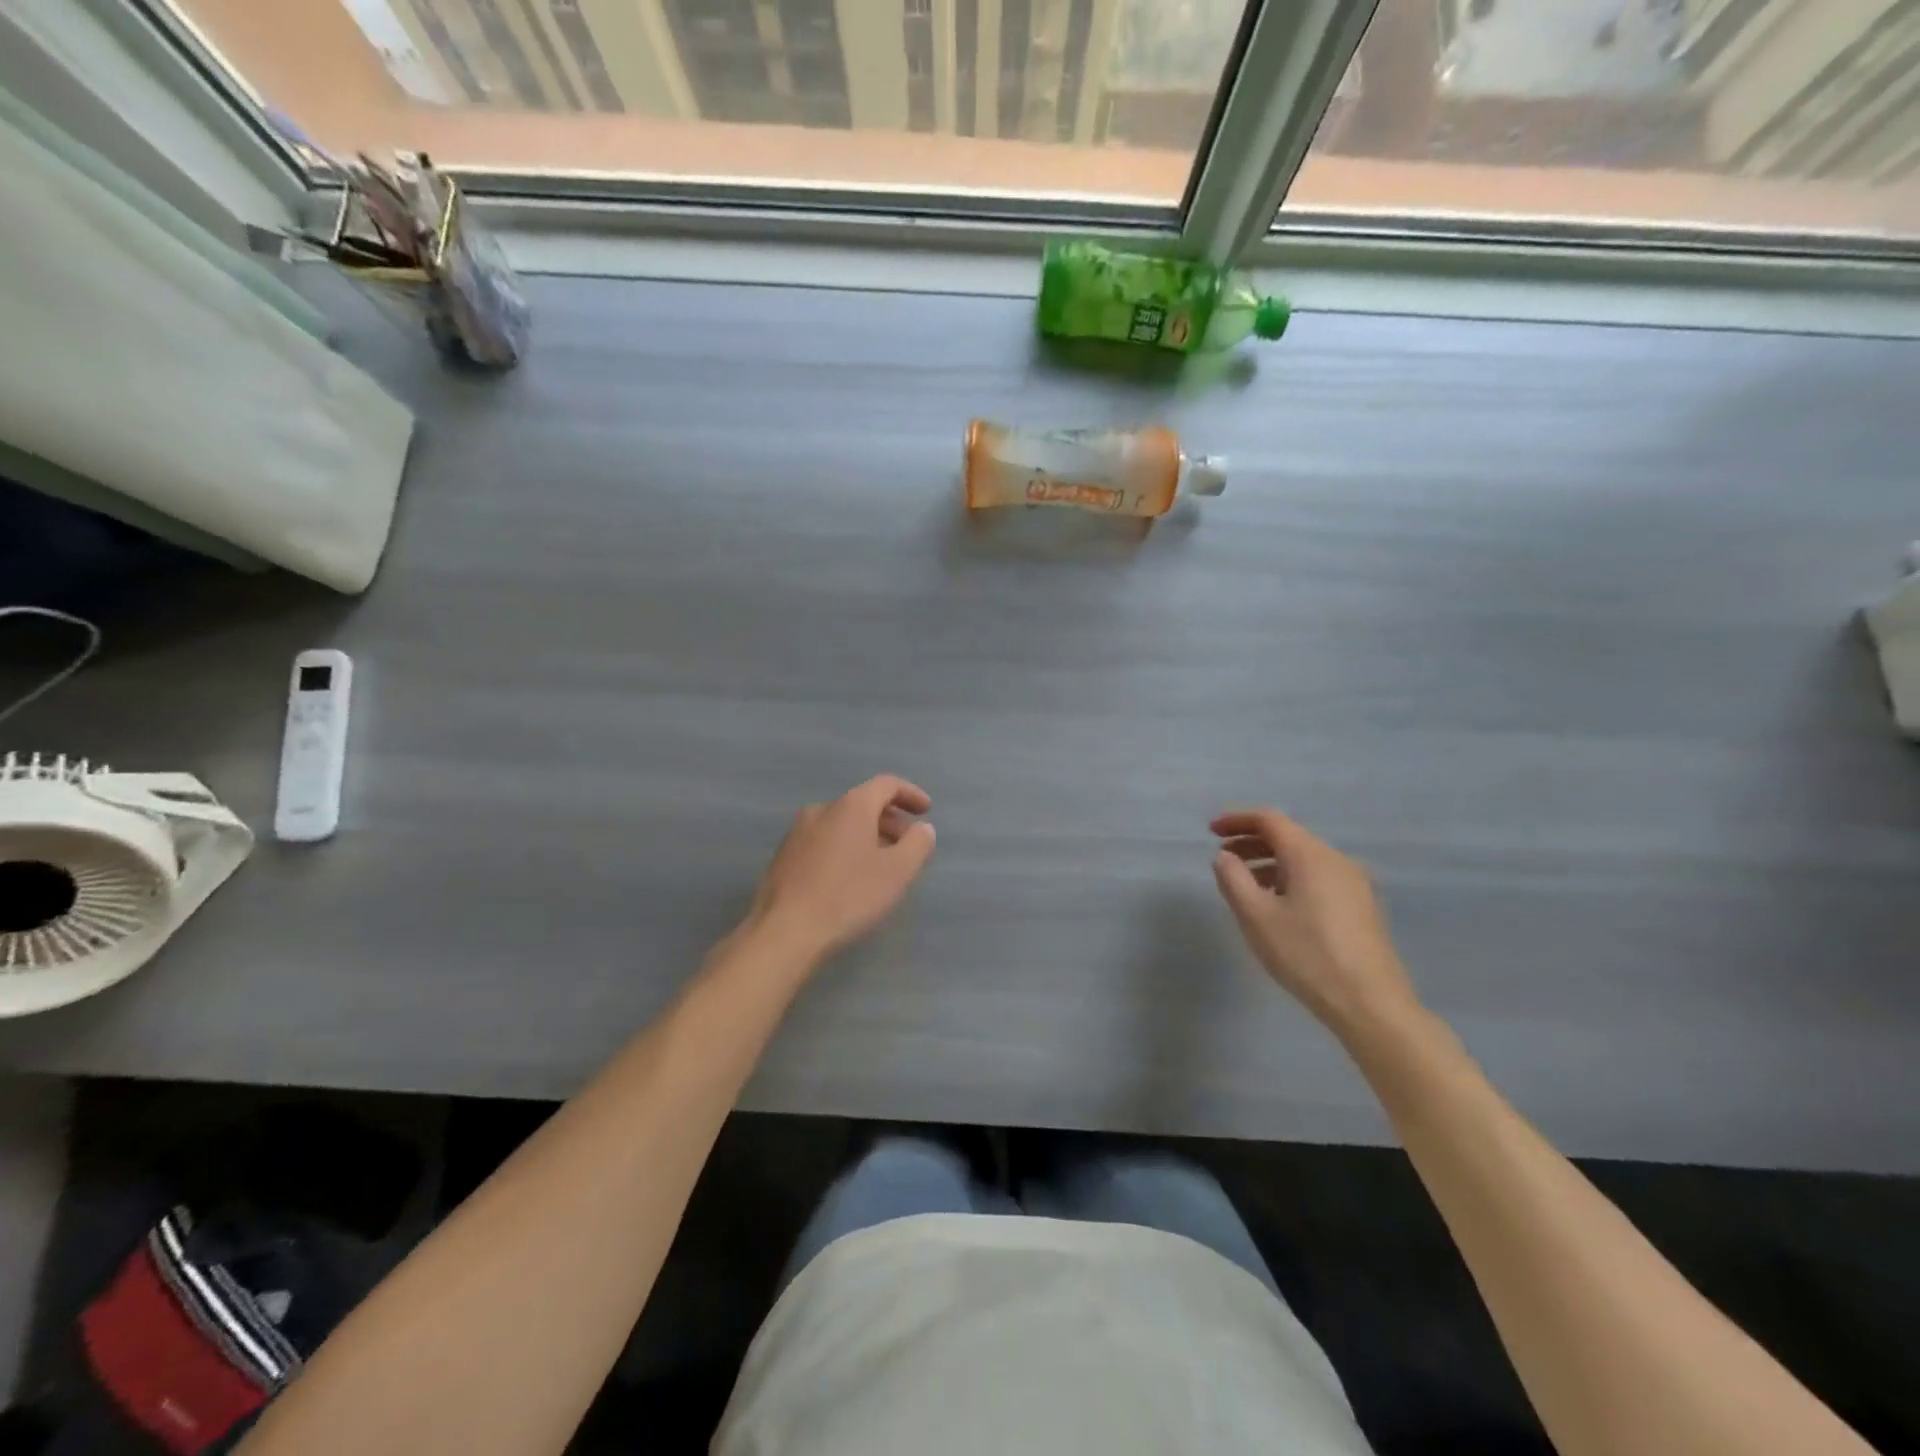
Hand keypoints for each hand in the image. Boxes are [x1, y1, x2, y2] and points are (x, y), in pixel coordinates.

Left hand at [746, 775, 936, 961]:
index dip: (910, 794)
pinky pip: (823, 842)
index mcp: (851, 806)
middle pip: (863, 804)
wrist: (784, 931)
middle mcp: (821, 810)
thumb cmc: (848, 896)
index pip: (886, 785)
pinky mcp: (783, 857)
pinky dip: (844, 849)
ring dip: (866, 836)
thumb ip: (917, 844)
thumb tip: (922, 829)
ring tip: (880, 864)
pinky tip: (849, 878)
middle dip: (890, 820)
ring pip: (841, 824)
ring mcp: (797, 833)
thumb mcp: (898, 872)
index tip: (926, 811)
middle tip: (907, 844)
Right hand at [1210, 808, 1418, 1034]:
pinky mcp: (1361, 906)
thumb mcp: (1256, 917)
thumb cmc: (1307, 955)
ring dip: (1269, 861)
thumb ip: (1233, 879)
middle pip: (1288, 836)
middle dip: (1251, 841)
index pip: (1269, 820)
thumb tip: (1225, 857)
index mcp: (1310, 855)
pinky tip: (1277, 903)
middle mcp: (1335, 860)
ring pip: (1303, 858)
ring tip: (1244, 882)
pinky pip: (1317, 876)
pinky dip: (1289, 877)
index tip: (1210, 831)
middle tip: (1222, 856)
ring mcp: (1354, 883)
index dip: (1237, 819)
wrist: (1371, 1003)